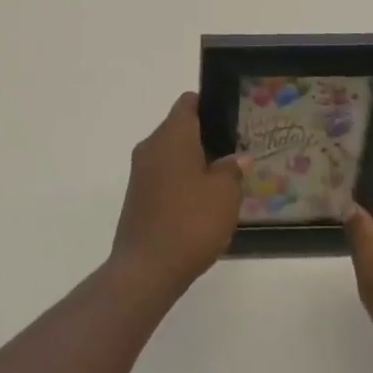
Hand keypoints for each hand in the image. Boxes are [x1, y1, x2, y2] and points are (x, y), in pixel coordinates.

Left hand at [110, 93, 248, 299]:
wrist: (145, 270)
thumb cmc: (190, 222)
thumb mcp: (225, 194)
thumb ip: (233, 169)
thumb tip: (236, 158)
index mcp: (172, 135)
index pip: (188, 103)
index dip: (209, 106)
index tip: (231, 120)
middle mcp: (151, 145)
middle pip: (180, 128)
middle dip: (206, 137)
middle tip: (235, 153)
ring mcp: (140, 172)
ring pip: (171, 154)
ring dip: (194, 162)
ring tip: (223, 180)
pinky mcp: (137, 196)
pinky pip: (163, 176)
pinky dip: (181, 181)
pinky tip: (201, 204)